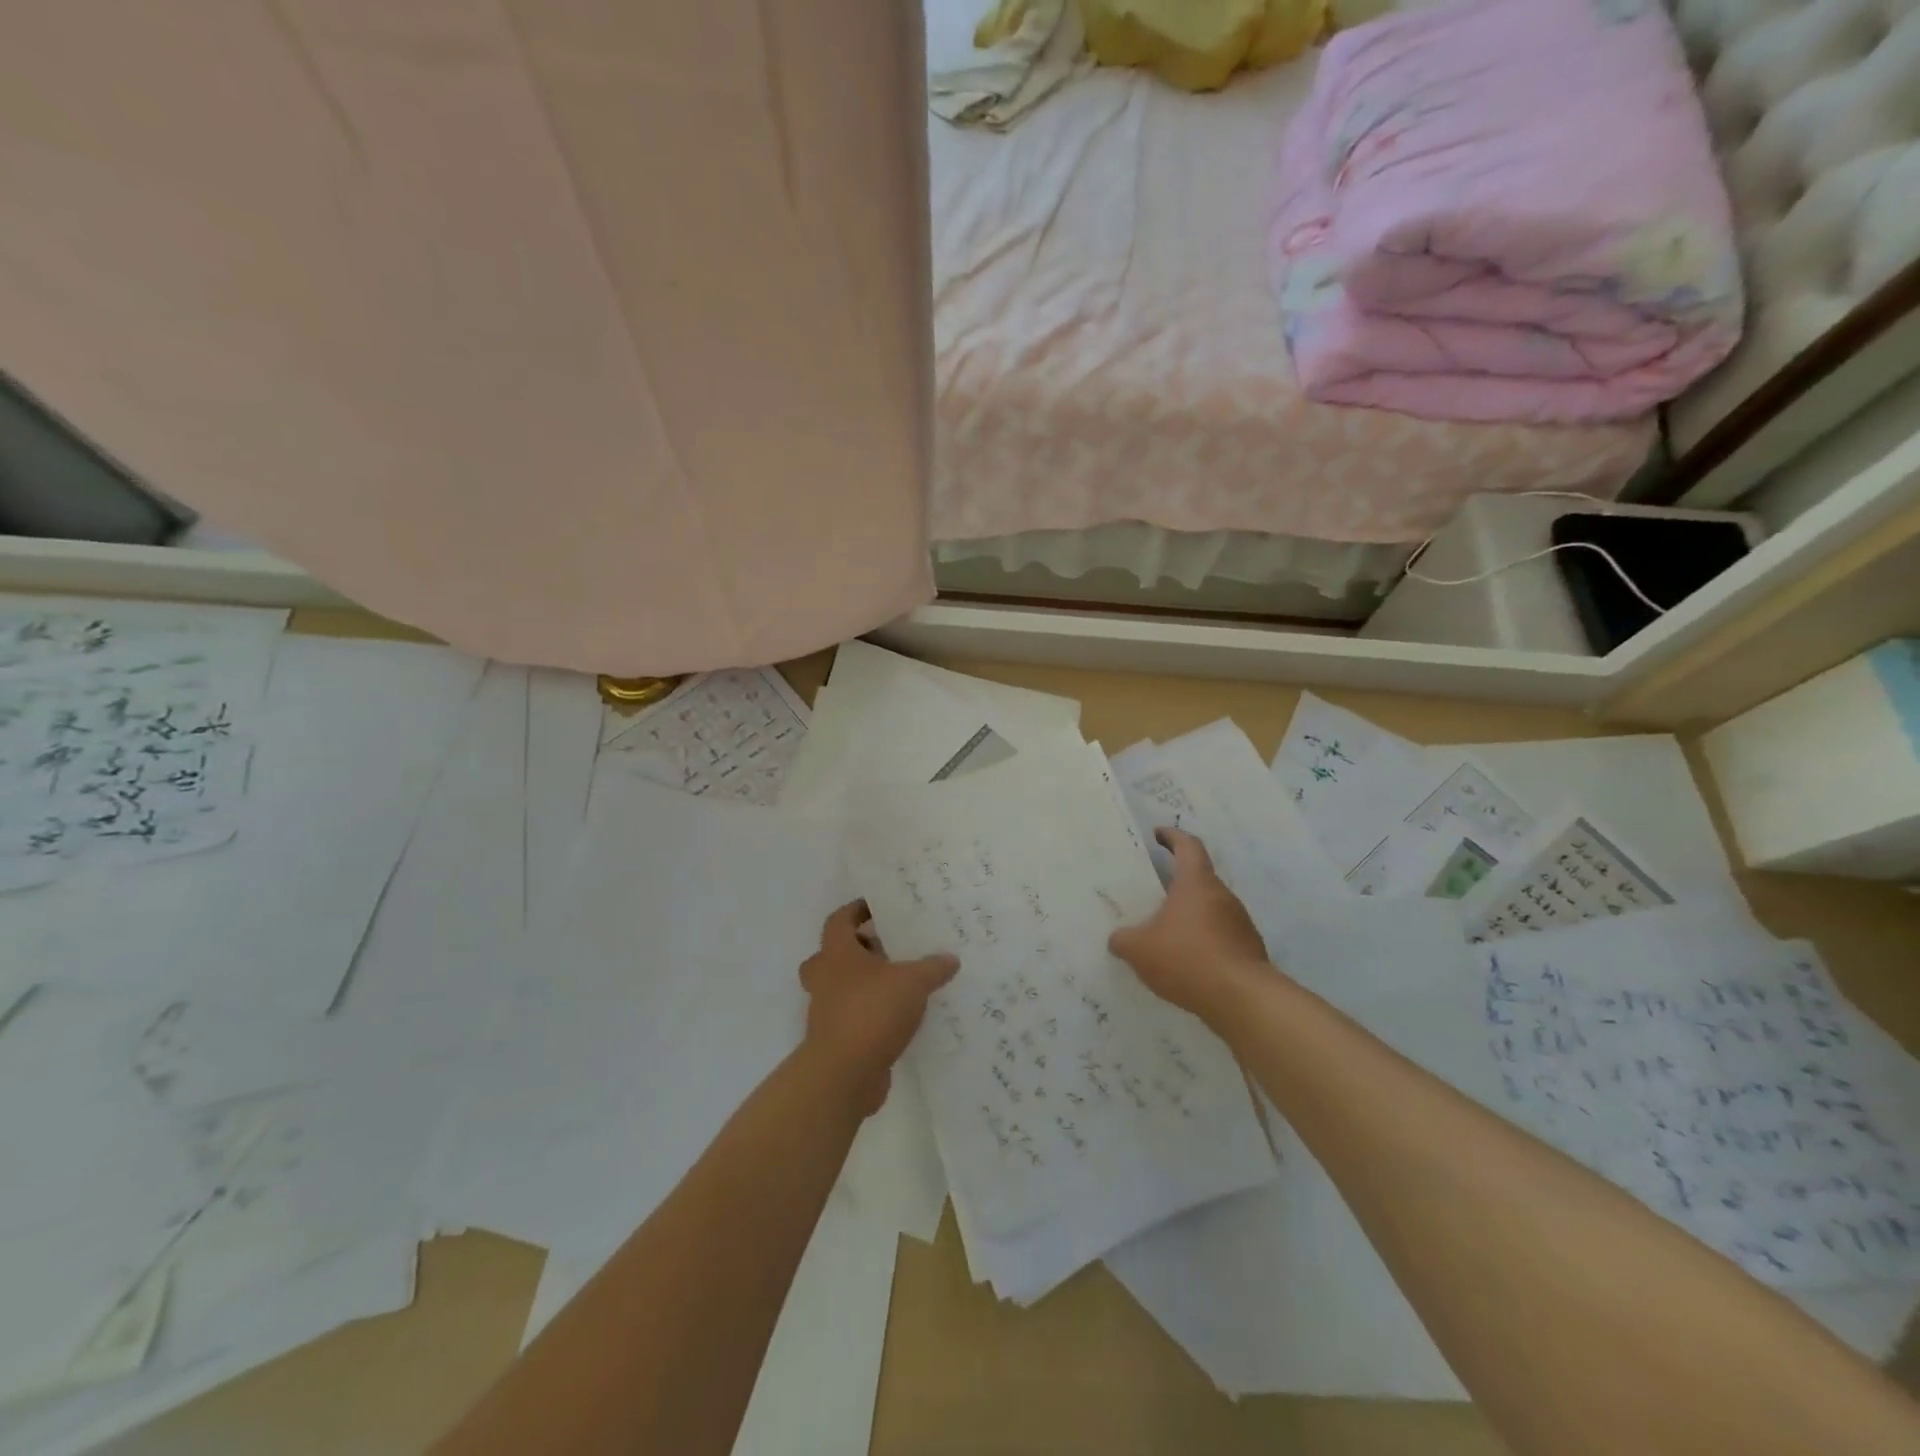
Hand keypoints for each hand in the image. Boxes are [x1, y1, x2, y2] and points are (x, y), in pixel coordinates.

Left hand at [800, 901, 959, 1116]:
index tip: (878, 908)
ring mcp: (826, 1011)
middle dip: (860, 950)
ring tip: (902, 983)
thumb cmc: (872, 1011)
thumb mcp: (913, 982)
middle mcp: (825, 978)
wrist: (844, 1074)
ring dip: (866, 984)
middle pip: (835, 954)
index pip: (839, 920)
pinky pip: (852, 1017)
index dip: (856, 911)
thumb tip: (951, 958)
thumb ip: (932, 967)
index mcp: (837, 954)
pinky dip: (871, 1014)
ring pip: (842, 987)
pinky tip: (901, 1018)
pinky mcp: (835, 1040)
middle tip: (889, 949)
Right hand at [1109, 829, 1268, 1022]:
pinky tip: (1187, 962)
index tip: (1158, 834)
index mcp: (1196, 883)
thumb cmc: (1187, 958)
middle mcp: (1223, 896)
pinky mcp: (1249, 949)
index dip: (1173, 836)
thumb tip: (1117, 939)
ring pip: (1211, 909)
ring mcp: (1241, 923)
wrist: (1242, 999)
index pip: (1188, 846)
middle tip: (1154, 893)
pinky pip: (1221, 936)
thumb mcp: (1139, 950)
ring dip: (1191, 915)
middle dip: (1177, 884)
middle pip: (1199, 879)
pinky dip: (1204, 941)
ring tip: (1167, 933)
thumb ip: (1123, 940)